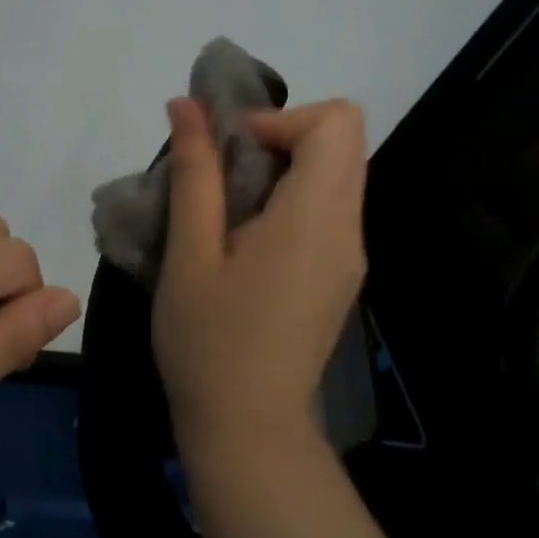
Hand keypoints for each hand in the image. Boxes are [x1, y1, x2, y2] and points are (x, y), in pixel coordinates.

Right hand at [153, 99, 367, 456]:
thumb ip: (194, 173)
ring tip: (229, 207)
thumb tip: (187, 104)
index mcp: (315, 218)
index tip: (229, 152)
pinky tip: (248, 240)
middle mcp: (348, 228)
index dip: (280, 119)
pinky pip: (330, 206)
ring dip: (284, 166)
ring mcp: (351, 253)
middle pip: (343, 139)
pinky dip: (292, 197)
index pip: (336, 121)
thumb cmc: (208, 342)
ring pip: (337, 171)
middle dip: (281, 135)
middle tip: (225, 172)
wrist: (249, 432)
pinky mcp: (342, 273)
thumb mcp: (189, 252)